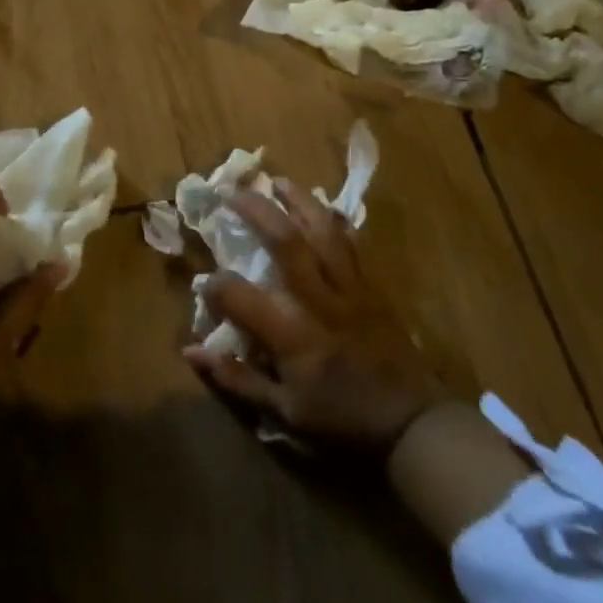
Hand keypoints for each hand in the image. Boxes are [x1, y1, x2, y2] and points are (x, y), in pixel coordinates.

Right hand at [183, 178, 447, 450]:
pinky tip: (321, 206)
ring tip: (277, 181)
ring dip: (298, 200)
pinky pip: (352, 242)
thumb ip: (237, 379)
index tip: (204, 284)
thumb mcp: (284, 412)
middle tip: (233, 192)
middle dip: (257, 211)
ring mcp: (348, 287)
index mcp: (291, 334)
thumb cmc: (342, 418)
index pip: (240, 296)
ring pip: (323, 230)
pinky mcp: (371, 284)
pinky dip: (334, 219)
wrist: (411, 421)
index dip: (215, 286)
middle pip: (286, 241)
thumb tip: (191, 352)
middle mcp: (318, 300)